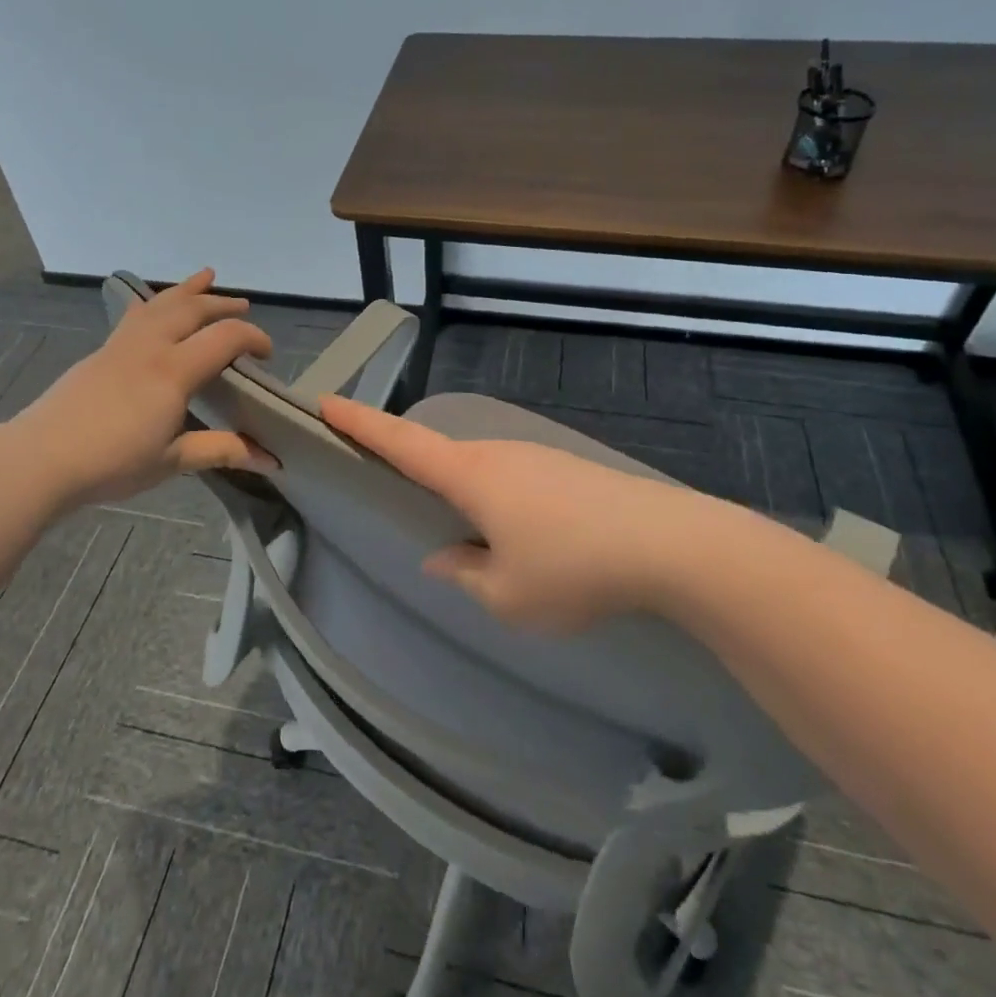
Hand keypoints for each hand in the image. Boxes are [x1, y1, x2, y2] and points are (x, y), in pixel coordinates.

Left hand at [9, 270, 277, 507]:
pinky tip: (156, 307)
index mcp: (173, 371)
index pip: (225, 337)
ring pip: (161, 303)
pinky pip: (137, 313)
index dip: (253, 338)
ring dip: (188, 290)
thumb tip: (270, 460)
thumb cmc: (111, 463)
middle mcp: (150, 347)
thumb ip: (220, 450)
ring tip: (206, 276)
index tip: (267, 354)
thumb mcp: (172, 461)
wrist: (40, 459)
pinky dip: (157, 302)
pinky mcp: (101, 351)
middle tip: (243, 306)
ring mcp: (121, 345)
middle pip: (193, 309)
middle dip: (222, 304)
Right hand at [322, 396, 691, 631]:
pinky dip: (499, 500)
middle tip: (393, 486)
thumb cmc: (573, 568)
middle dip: (411, 465)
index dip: (360, 423)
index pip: (400, 443)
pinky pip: (515, 480)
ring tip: (473, 537)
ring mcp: (536, 456)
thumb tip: (442, 557)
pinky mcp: (567, 469)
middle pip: (440, 454)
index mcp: (470, 476)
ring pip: (482, 471)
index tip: (326, 401)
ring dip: (464, 493)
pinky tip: (525, 538)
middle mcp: (497, 454)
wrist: (670, 542)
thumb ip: (465, 575)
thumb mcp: (507, 595)